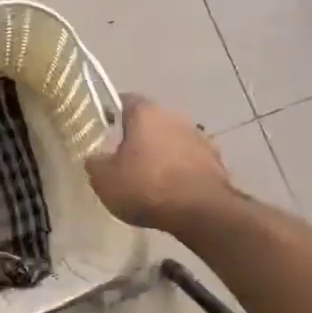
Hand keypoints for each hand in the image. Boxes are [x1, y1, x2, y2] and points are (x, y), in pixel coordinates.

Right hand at [86, 94, 232, 233]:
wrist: (201, 211)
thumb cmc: (146, 187)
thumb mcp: (104, 180)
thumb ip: (95, 163)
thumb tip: (95, 158)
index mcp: (145, 113)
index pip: (125, 100)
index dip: (113, 112)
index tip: (105, 127)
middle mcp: (174, 116)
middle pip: (151, 121)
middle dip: (139, 136)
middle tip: (125, 158)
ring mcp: (199, 137)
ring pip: (173, 140)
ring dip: (163, 153)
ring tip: (151, 178)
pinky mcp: (216, 160)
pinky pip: (191, 160)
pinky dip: (182, 170)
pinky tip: (174, 190)